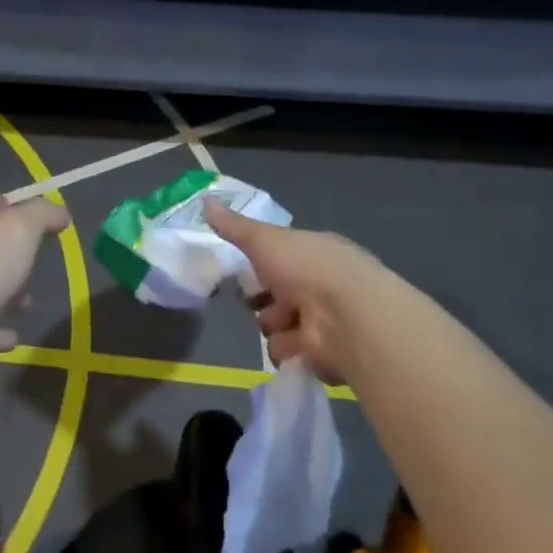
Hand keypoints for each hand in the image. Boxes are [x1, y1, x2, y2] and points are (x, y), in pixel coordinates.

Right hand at [205, 198, 378, 384]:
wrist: (347, 316)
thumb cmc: (307, 268)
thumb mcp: (264, 239)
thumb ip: (234, 226)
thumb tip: (205, 199)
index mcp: (313, 254)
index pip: (278, 260)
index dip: (258, 265)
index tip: (243, 268)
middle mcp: (320, 285)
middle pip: (272, 295)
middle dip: (261, 299)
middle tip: (259, 297)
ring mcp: (322, 321)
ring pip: (275, 325)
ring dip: (274, 324)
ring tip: (286, 320)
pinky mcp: (320, 354)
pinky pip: (286, 352)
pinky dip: (287, 348)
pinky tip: (298, 341)